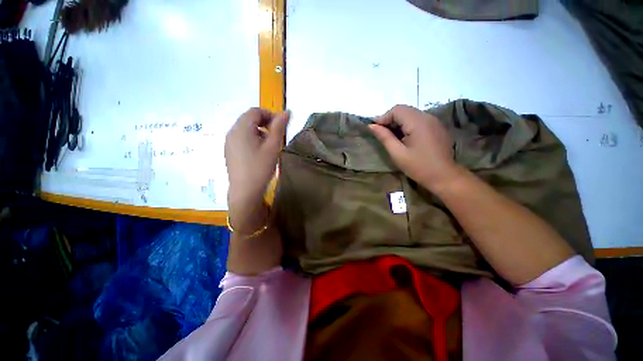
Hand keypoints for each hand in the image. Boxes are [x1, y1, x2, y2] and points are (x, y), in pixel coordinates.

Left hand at [225, 108, 288, 223]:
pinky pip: (241, 138)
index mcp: (241, 128)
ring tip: (269, 144)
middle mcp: (232, 132)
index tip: (281, 126)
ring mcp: (229, 142)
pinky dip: (252, 138)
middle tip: (277, 135)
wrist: (245, 191)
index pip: (255, 111)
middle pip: (249, 118)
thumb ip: (279, 127)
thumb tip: (286, 112)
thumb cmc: (260, 167)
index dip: (270, 114)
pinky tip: (259, 152)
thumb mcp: (273, 147)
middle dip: (265, 122)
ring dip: (259, 131)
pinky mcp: (229, 151)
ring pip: (245, 129)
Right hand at [369, 105, 459, 189]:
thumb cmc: (418, 166)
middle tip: (383, 134)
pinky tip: (406, 138)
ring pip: (411, 114)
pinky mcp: (436, 127)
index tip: (376, 130)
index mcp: (418, 122)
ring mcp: (434, 121)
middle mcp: (427, 117)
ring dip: (399, 123)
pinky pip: (418, 120)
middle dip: (390, 120)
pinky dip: (408, 125)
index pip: (397, 110)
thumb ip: (384, 137)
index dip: (383, 118)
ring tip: (393, 137)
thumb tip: (371, 126)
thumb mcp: (397, 153)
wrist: (444, 176)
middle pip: (404, 110)